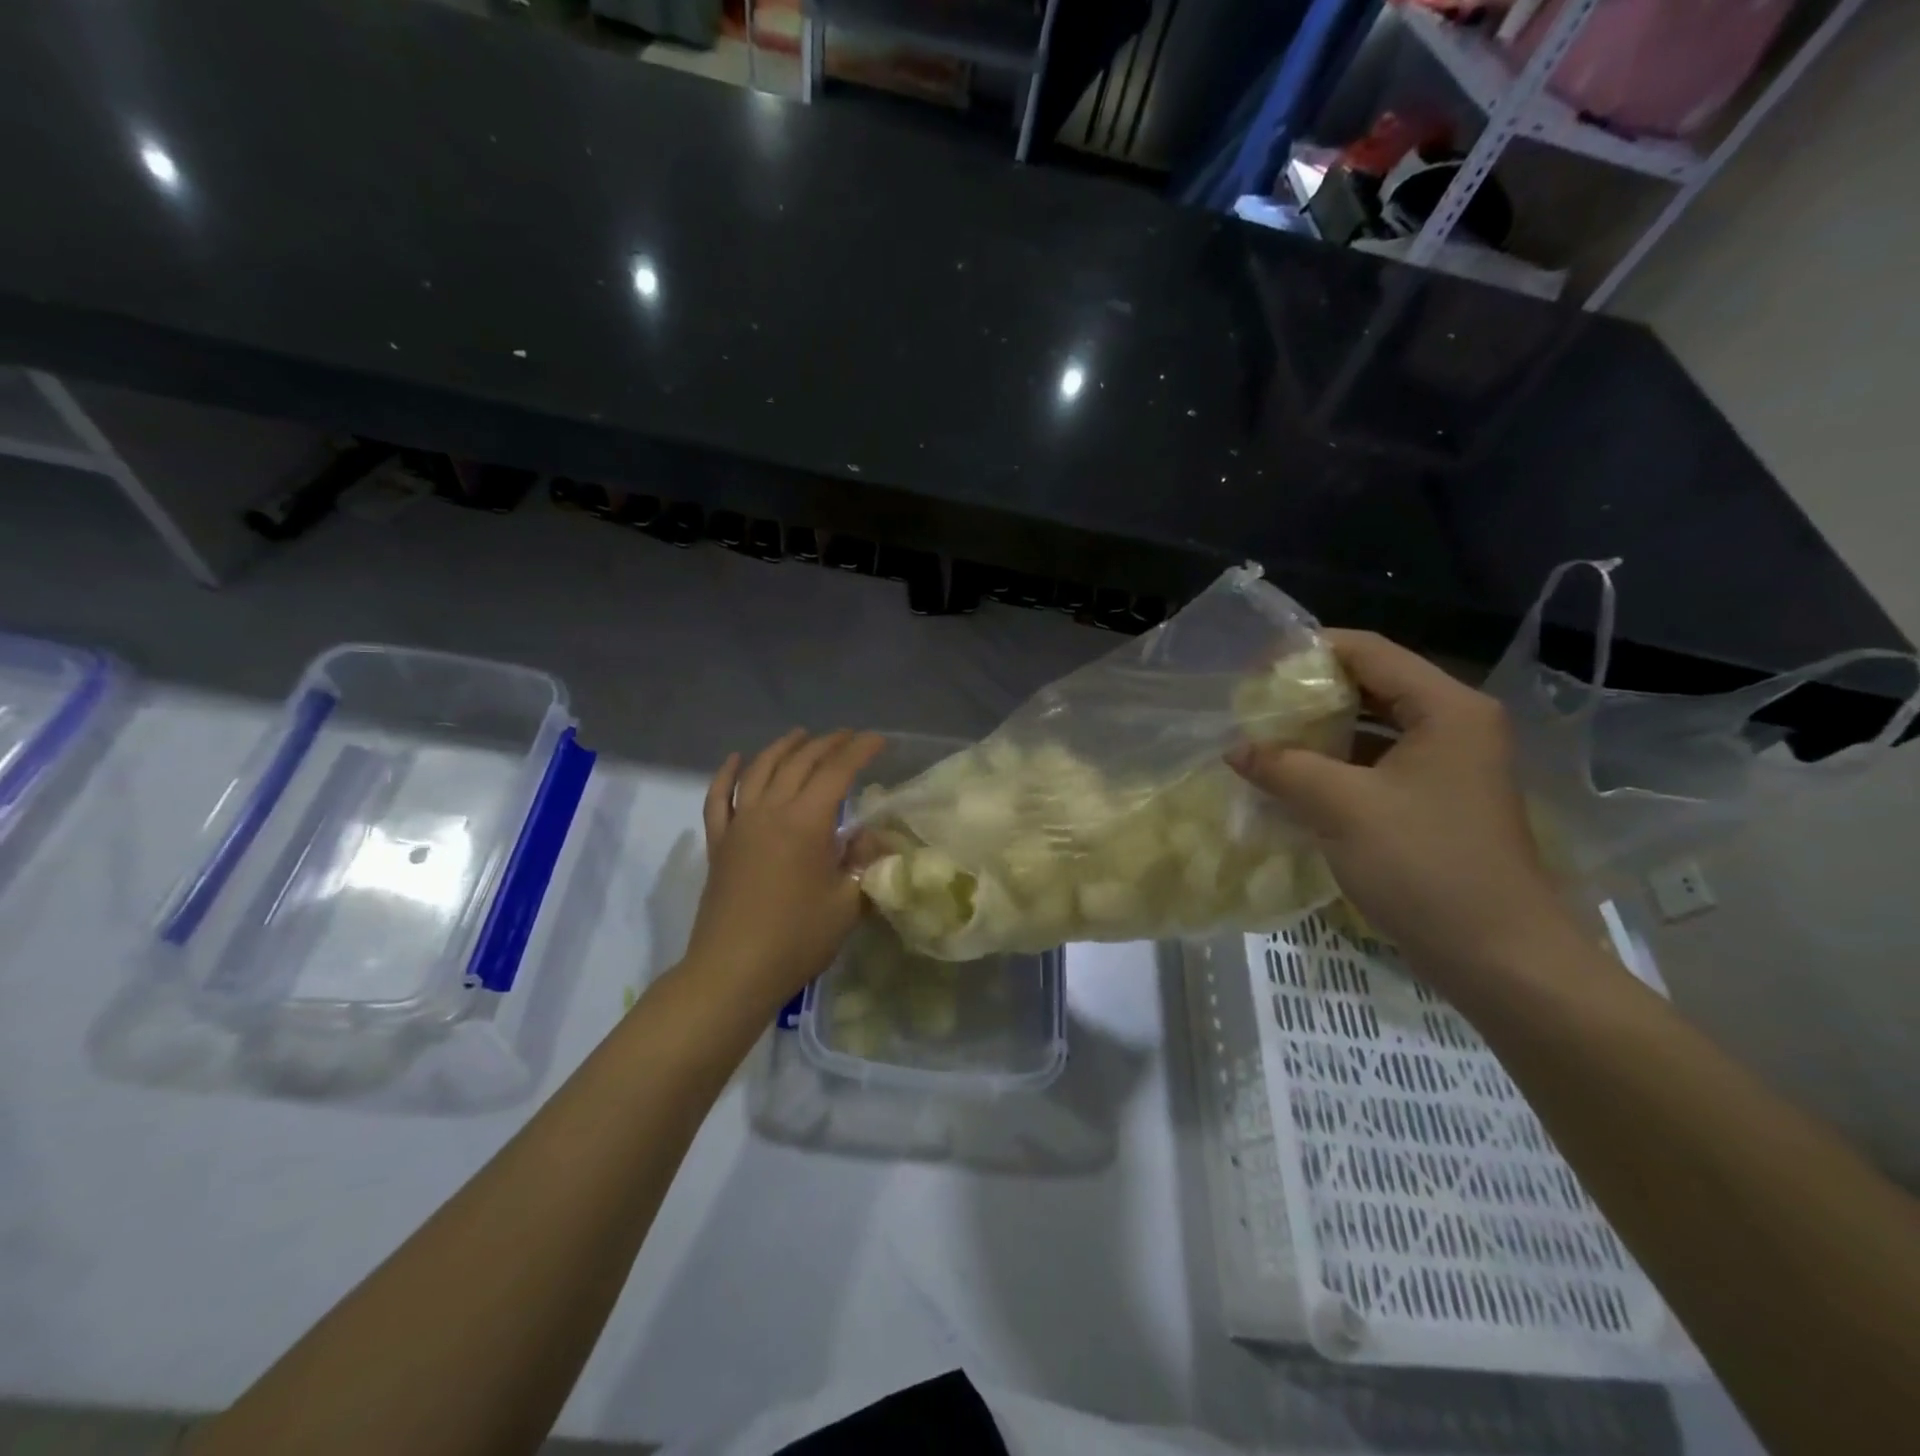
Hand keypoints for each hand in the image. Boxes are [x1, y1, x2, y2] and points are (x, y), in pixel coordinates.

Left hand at [684, 729, 885, 1009]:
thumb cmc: (797, 938)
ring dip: (782, 748)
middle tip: (848, 736)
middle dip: (827, 744)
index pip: (837, 772)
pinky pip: (719, 798)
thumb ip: (863, 862)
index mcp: (806, 822)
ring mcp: (739, 825)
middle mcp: (770, 811)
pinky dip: (727, 775)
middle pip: (799, 763)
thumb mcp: (847, 902)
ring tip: (801, 735)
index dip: (860, 751)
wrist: (733, 971)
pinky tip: (736, 760)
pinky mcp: (719, 843)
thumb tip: (870, 836)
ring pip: (760, 770)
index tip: (878, 740)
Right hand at [1229, 630, 1573, 990]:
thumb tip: (1234, 748)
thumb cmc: (1424, 866)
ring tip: (1263, 738)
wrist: (1497, 957)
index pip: (1368, 652)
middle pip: (1371, 686)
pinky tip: (1291, 779)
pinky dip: (1335, 765)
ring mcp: (1448, 766)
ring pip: (1372, 728)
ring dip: (1319, 732)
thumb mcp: (1342, 807)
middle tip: (1253, 705)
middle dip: (1309, 693)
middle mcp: (1454, 725)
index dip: (1308, 651)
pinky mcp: (1436, 802)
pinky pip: (1376, 765)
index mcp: (1446, 709)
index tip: (1253, 669)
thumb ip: (1282, 766)